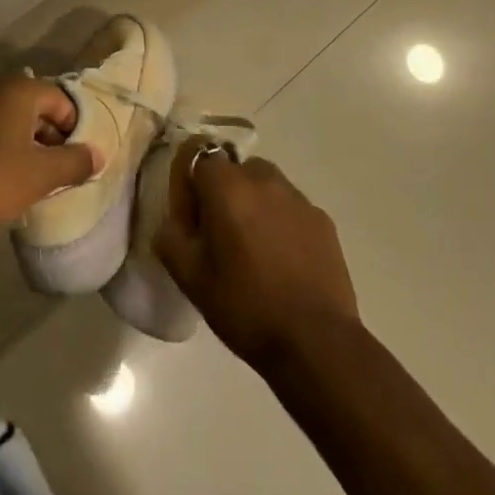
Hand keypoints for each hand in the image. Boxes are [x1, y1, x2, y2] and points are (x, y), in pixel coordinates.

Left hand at [0, 74, 96, 232]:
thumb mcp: (40, 175)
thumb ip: (74, 162)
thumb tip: (97, 154)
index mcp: (21, 91)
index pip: (64, 100)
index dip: (77, 130)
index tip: (80, 162)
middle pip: (40, 111)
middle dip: (54, 141)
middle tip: (62, 175)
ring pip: (16, 126)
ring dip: (31, 151)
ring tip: (37, 183)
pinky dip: (7, 156)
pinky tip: (5, 184)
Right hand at [153, 142, 359, 367]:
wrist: (315, 342)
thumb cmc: (244, 304)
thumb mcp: (189, 276)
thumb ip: (170, 237)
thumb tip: (173, 221)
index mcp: (226, 186)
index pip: (198, 152)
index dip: (188, 179)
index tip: (189, 213)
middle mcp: (263, 180)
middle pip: (234, 168)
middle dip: (223, 191)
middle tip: (218, 232)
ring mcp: (298, 199)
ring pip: (266, 185)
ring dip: (254, 203)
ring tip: (253, 246)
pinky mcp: (324, 221)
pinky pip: (291, 208)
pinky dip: (281, 222)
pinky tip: (282, 260)